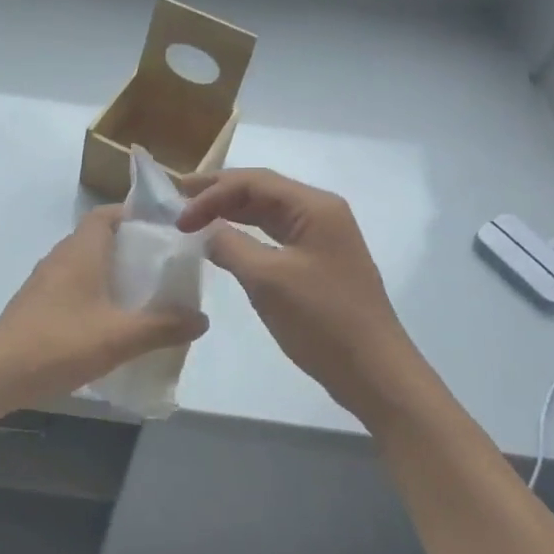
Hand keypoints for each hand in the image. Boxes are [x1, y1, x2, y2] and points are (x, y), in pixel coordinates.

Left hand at [0, 207, 208, 405]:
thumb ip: (164, 326)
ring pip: (85, 264)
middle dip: (131, 248)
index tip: (163, 230)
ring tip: (143, 295)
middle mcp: (60, 257)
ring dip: (112, 273)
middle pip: (99, 238)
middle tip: (163, 267)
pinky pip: (72, 286)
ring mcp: (44, 281)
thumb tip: (202, 318)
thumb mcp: (120, 337)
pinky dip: (94, 293)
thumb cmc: (60, 343)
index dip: (134, 215)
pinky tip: (110, 322)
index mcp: (80, 251)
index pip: (106, 214)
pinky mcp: (36, 304)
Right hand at [177, 169, 422, 418]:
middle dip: (219, 193)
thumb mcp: (267, 280)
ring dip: (231, 212)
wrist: (374, 371)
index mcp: (314, 207)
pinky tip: (225, 243)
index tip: (179, 218)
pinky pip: (275, 236)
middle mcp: (320, 213)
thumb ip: (230, 246)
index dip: (212, 193)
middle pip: (262, 190)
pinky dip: (247, 235)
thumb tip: (206, 232)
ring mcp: (322, 238)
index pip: (254, 182)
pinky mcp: (318, 262)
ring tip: (195, 216)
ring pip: (268, 213)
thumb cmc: (321, 320)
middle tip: (179, 200)